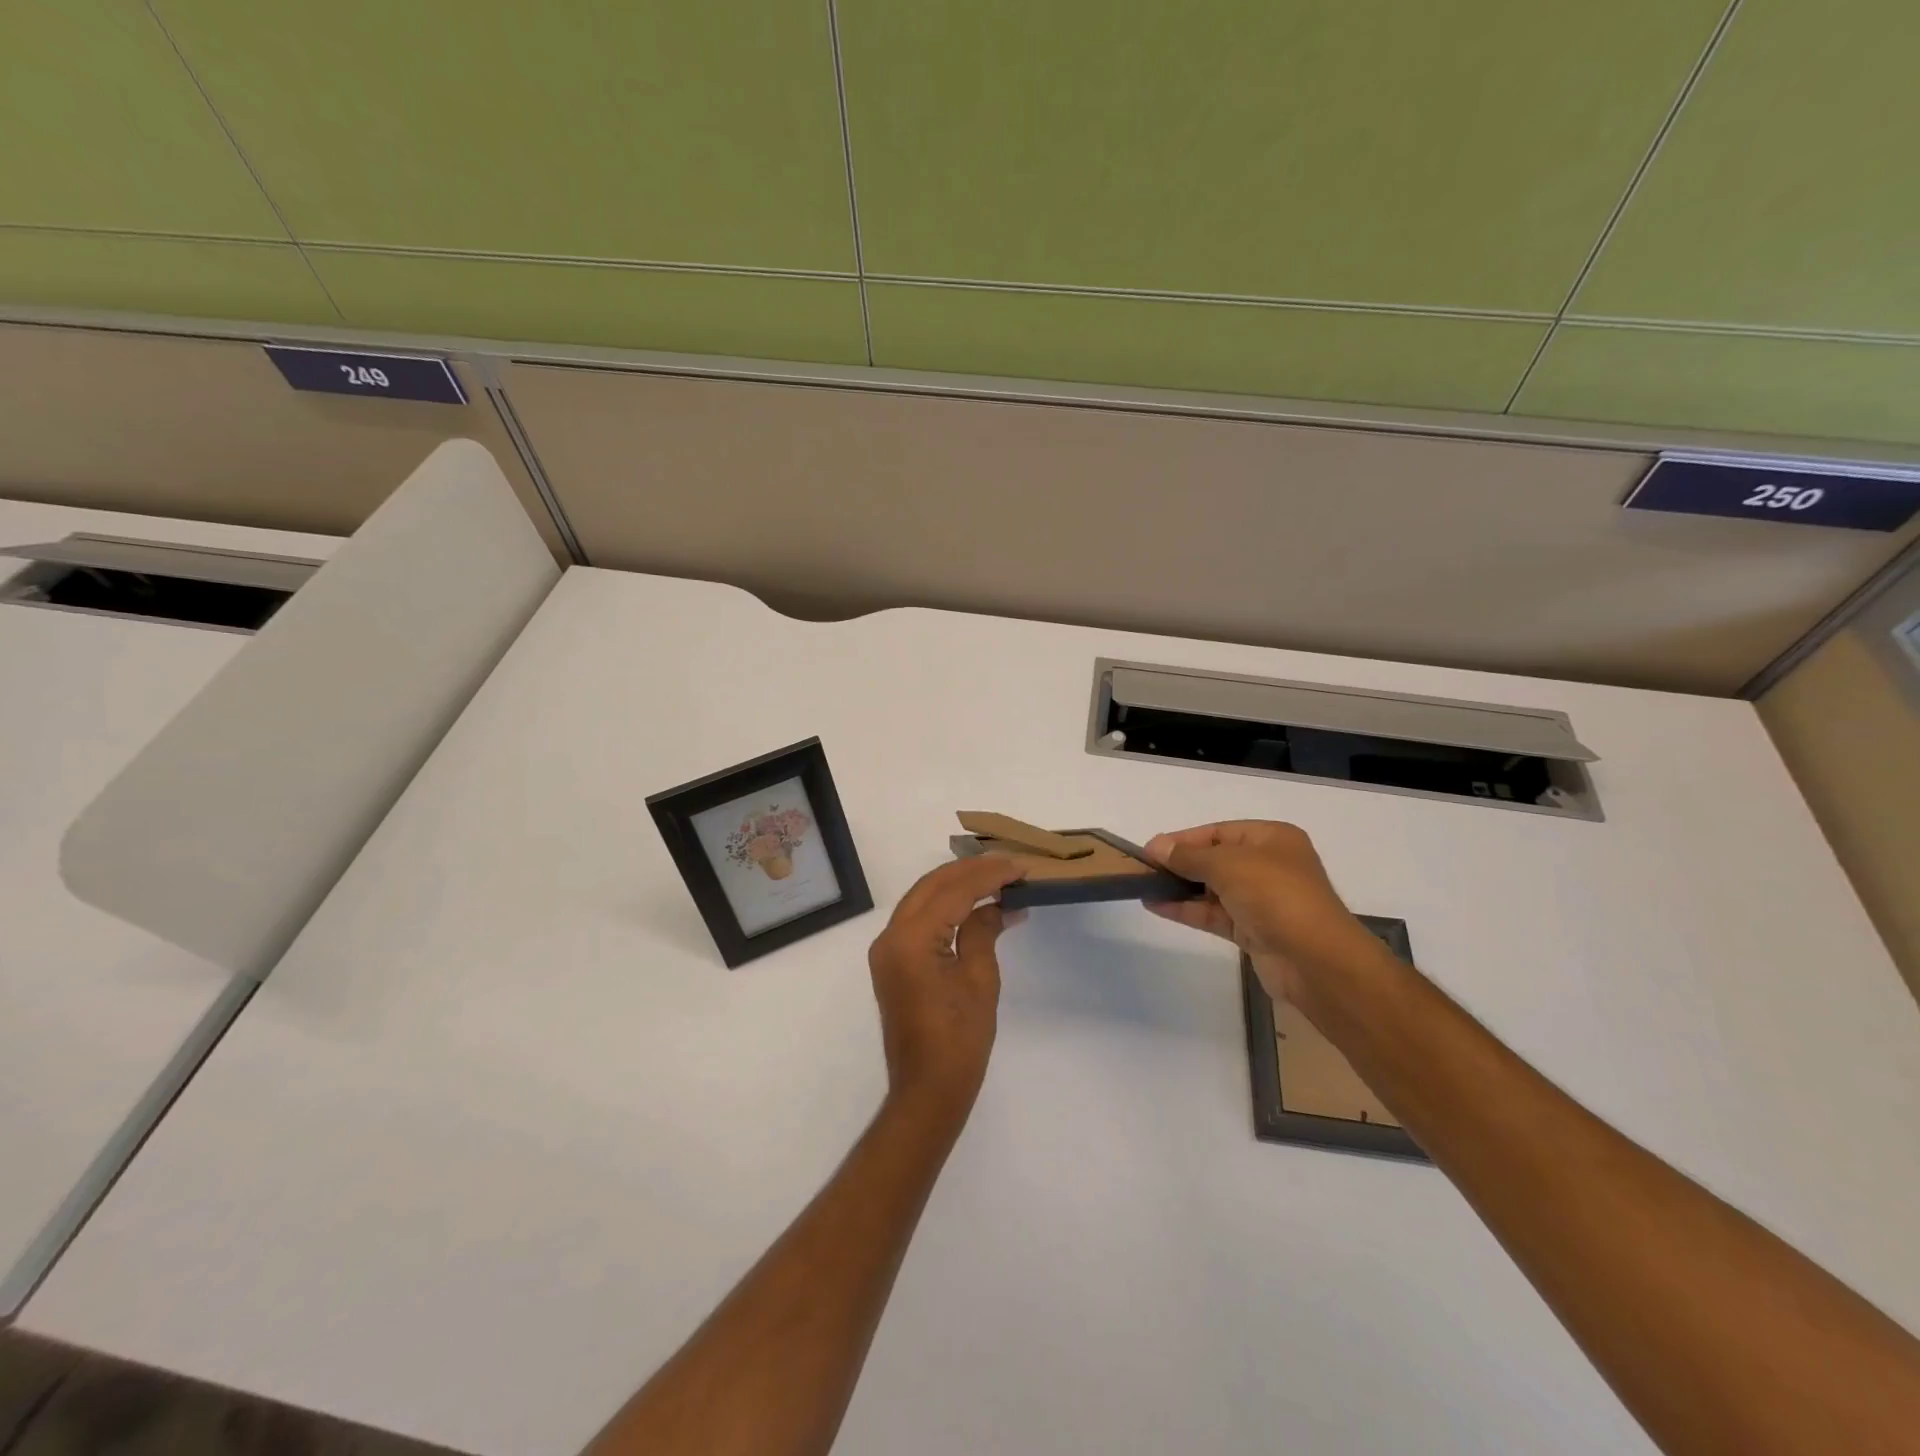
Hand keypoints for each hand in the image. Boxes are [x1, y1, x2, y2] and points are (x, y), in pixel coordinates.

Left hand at [868, 855, 1026, 1129]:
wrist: (927, 1090)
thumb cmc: (959, 1039)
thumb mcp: (979, 979)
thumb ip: (983, 931)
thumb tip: (998, 905)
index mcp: (910, 938)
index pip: (953, 890)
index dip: (989, 874)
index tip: (1020, 866)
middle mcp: (891, 936)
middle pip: (932, 886)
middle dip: (971, 871)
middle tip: (1009, 866)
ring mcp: (887, 949)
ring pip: (923, 898)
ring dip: (958, 885)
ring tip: (997, 878)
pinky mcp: (893, 962)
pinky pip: (919, 919)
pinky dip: (946, 906)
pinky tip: (974, 905)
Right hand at [1144, 821, 1390, 1006]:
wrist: (1316, 962)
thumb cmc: (1275, 896)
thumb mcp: (1228, 864)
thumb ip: (1189, 855)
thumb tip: (1155, 846)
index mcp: (1272, 839)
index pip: (1218, 832)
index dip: (1183, 839)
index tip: (1149, 850)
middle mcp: (1269, 865)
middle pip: (1214, 859)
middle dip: (1180, 864)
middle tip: (1143, 870)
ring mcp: (1261, 900)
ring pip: (1212, 889)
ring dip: (1180, 888)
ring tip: (1143, 888)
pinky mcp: (1253, 931)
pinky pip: (1214, 914)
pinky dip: (1188, 910)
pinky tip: (1158, 906)